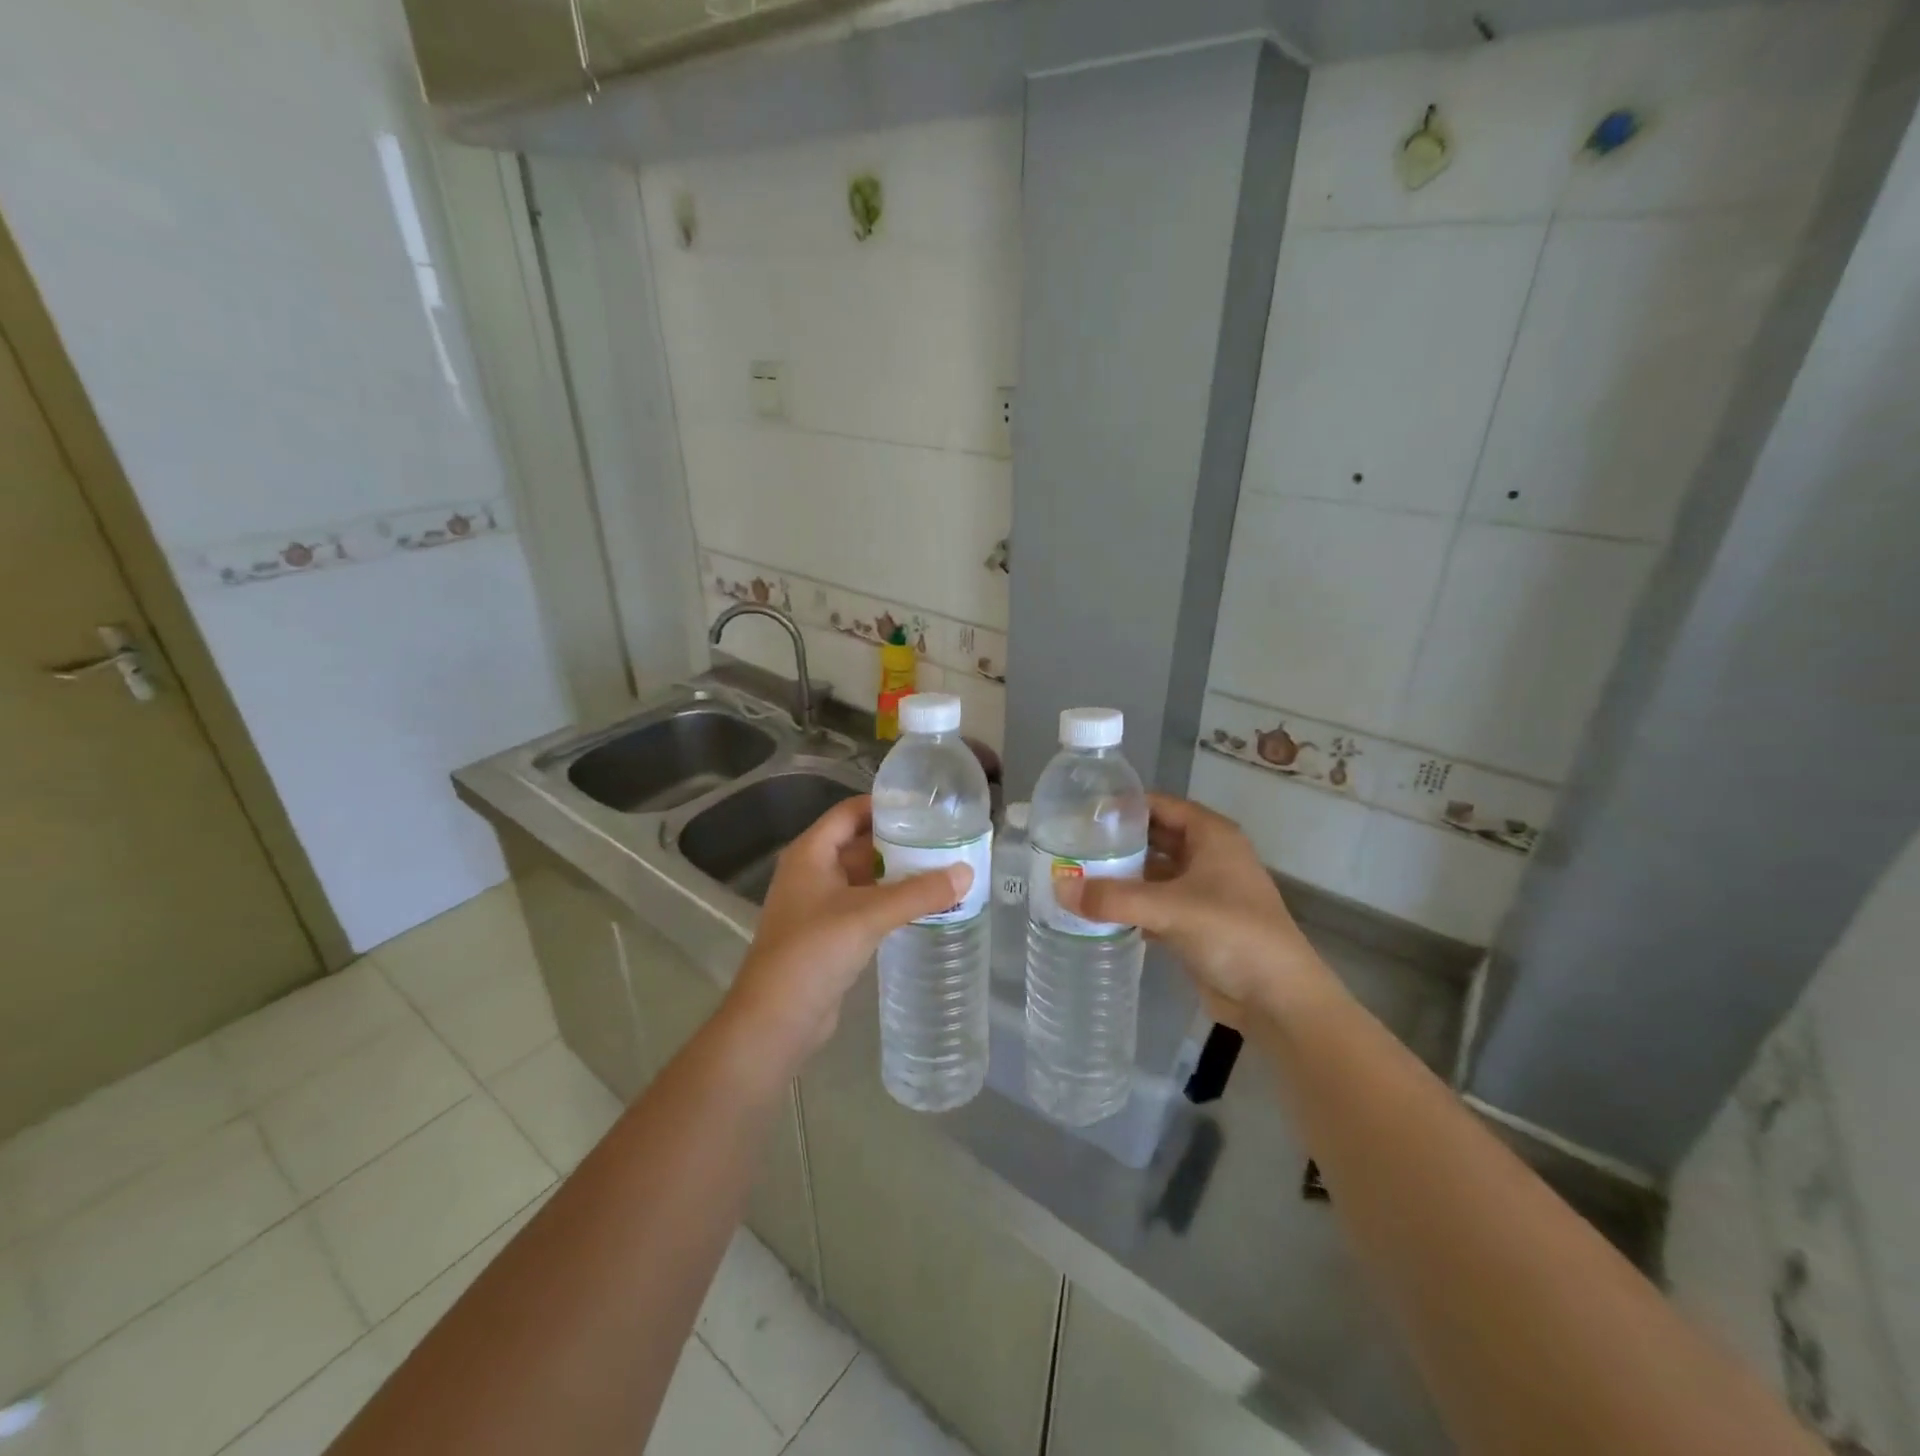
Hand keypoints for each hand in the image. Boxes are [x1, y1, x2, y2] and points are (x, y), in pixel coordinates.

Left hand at [720, 795, 971, 1067]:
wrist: (775, 1019)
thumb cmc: (813, 952)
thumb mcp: (868, 915)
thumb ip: (919, 893)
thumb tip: (967, 872)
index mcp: (810, 853)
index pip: (850, 812)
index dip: (884, 805)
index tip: (925, 806)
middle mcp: (812, 872)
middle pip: (859, 843)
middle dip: (899, 841)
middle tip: (944, 838)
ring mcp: (819, 905)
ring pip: (864, 877)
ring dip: (897, 874)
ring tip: (942, 869)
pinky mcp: (829, 934)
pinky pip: (865, 906)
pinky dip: (891, 902)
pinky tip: (923, 906)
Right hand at [1054, 794, 1340, 1028]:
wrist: (1278, 999)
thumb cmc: (1233, 933)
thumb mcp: (1170, 909)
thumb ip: (1113, 898)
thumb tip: (1059, 888)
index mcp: (1211, 835)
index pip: (1159, 805)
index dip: (1122, 806)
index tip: (1080, 813)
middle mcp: (1208, 856)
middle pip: (1154, 838)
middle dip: (1116, 843)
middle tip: (1070, 846)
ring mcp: (1203, 891)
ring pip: (1153, 873)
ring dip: (1121, 876)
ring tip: (1075, 876)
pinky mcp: (1196, 923)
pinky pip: (1155, 904)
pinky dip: (1130, 906)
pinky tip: (1097, 912)